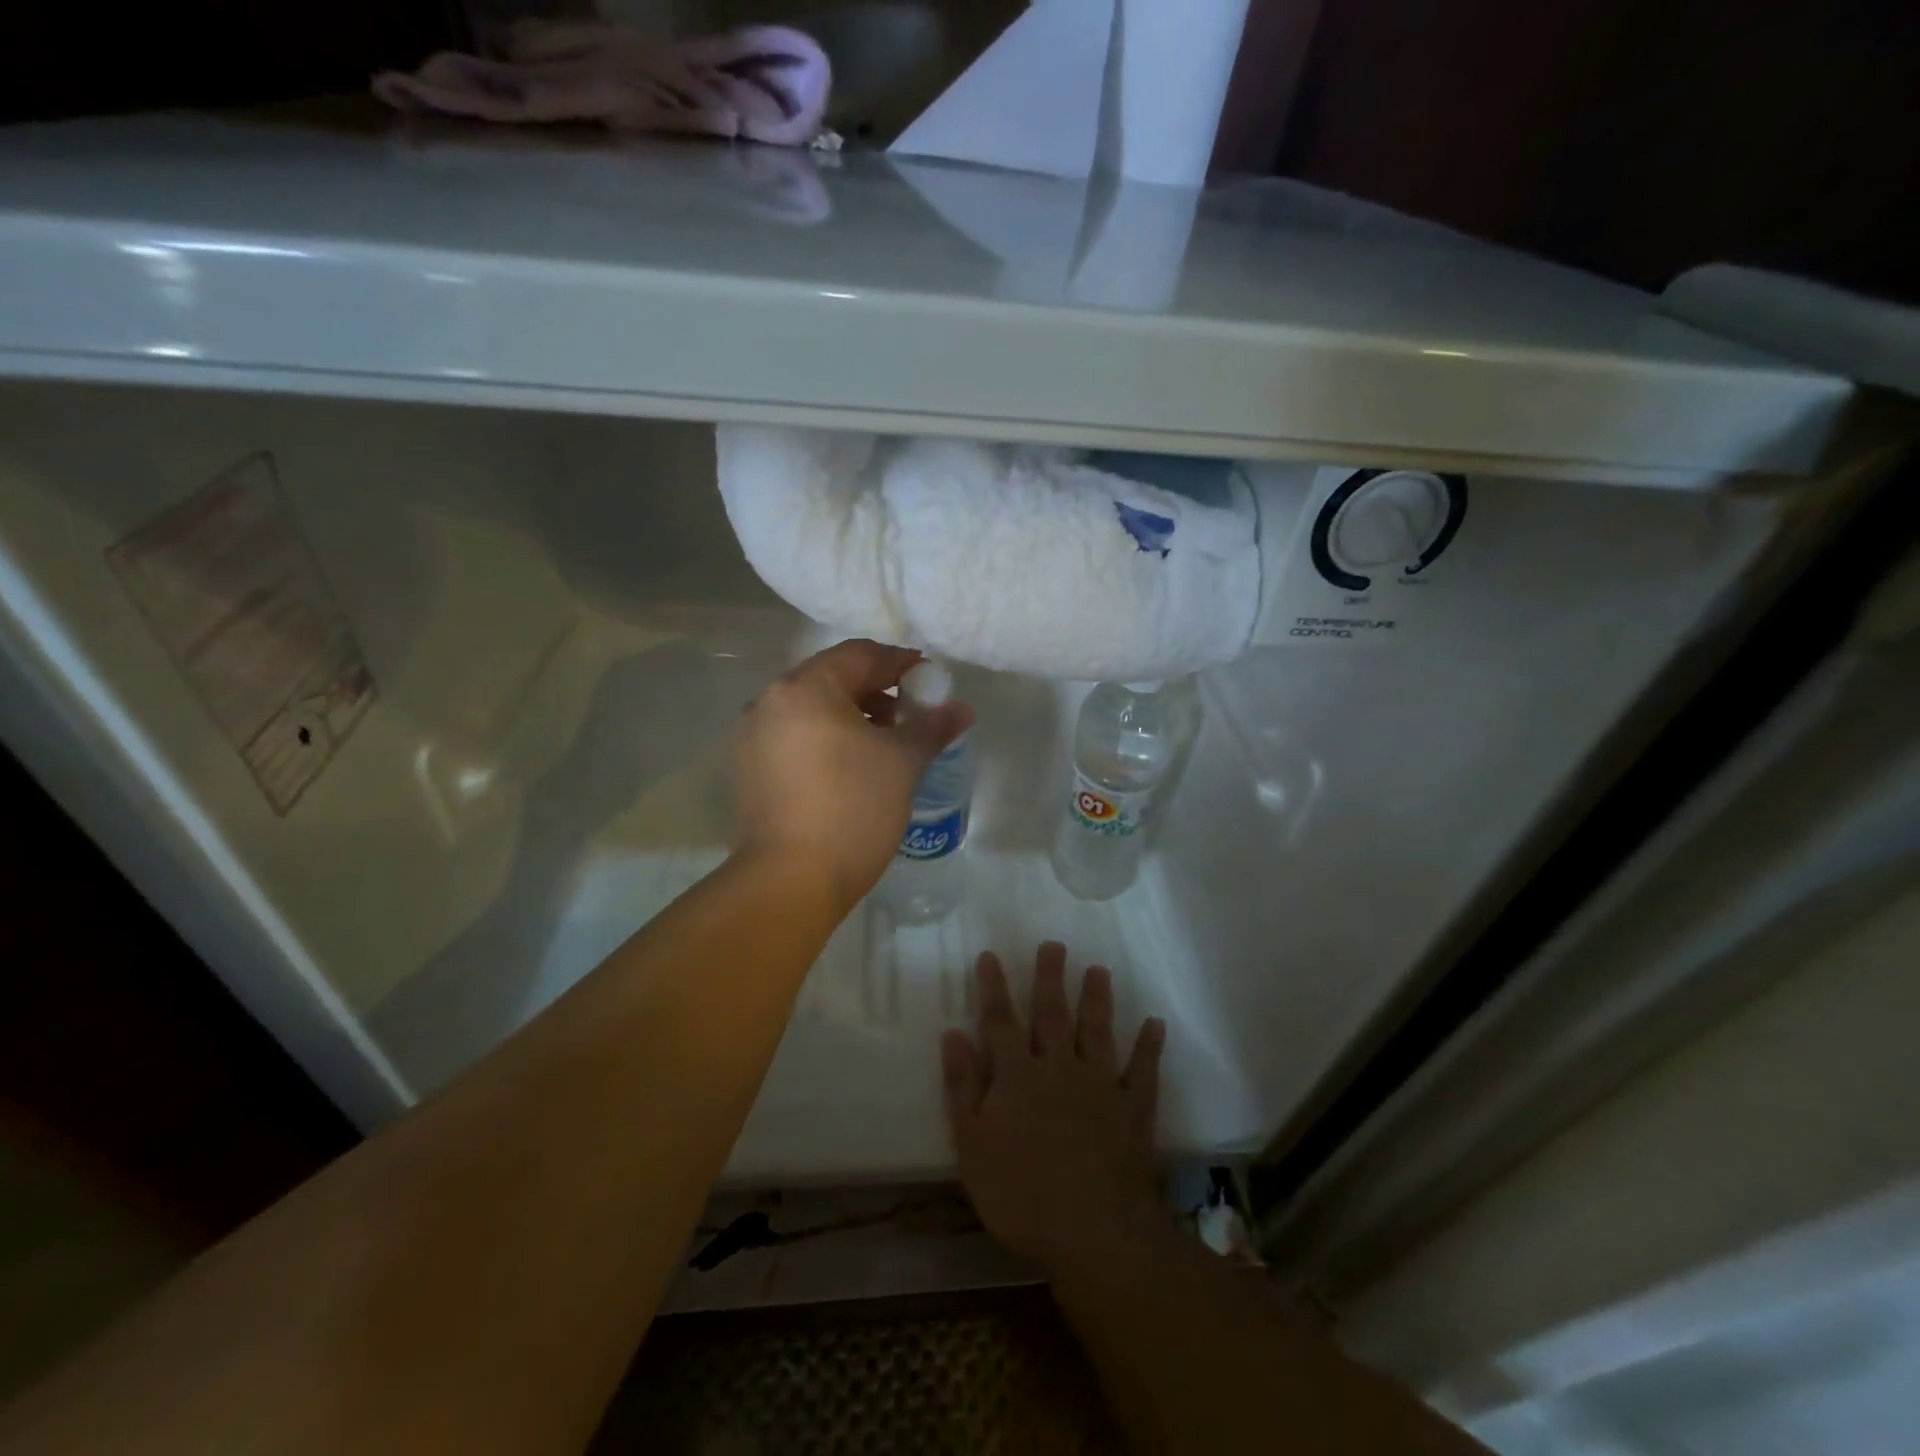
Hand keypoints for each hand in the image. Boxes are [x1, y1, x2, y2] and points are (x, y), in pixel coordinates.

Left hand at [733, 639, 971, 912]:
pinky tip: (851, 768)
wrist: (790, 881)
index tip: (930, 683)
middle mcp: (769, 702)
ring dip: (851, 716)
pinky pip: (794, 737)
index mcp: (805, 688)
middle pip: (832, 679)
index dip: (900, 663)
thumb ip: (932, 727)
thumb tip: (962, 708)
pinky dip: (826, 740)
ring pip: (811, 710)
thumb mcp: (902, 763)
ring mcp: (752, 738)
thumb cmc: (852, 809)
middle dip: (876, 691)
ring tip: (885, 744)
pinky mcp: (749, 771)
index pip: (860, 655)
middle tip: (910, 714)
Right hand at [942, 943, 1168, 1281]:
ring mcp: (1100, 1085)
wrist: (1095, 1232)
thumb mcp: (973, 1146)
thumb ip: (963, 1087)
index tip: (990, 955)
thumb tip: (952, 1034)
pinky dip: (1149, 1046)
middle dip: (1049, 978)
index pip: (1000, 1021)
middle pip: (1052, 1014)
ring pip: (1097, 1030)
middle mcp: (1059, 1067)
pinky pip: (1143, 1070)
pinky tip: (1155, 1024)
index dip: (993, 988)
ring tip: (1098, 969)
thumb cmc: (1021, 1194)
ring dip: (1097, 999)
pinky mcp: (1133, 1108)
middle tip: (1053, 944)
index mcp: (1017, 1076)